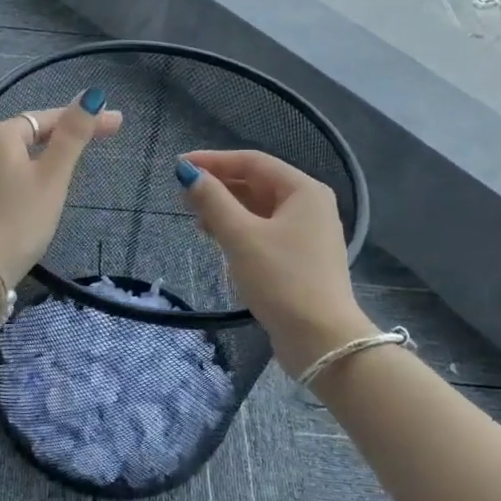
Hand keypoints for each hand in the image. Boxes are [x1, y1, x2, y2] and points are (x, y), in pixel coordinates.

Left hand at [0, 88, 123, 281]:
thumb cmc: (19, 219)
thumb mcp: (53, 176)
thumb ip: (73, 135)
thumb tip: (91, 95)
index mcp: (1, 134)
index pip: (50, 118)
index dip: (85, 119)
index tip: (118, 123)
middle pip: (34, 132)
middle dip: (68, 133)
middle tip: (106, 136)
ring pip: (21, 154)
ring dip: (50, 152)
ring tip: (79, 156)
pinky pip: (10, 173)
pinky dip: (33, 171)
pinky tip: (45, 183)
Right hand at [176, 149, 373, 379]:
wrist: (321, 340)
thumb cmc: (281, 279)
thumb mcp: (241, 236)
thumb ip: (212, 201)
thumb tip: (189, 173)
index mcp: (303, 190)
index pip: (252, 162)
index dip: (213, 161)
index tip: (179, 166)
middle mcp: (309, 206)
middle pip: (257, 184)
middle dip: (218, 186)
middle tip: (182, 193)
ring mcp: (307, 234)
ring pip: (259, 209)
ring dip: (226, 209)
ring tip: (193, 216)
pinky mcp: (300, 259)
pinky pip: (264, 231)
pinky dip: (239, 229)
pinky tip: (216, 238)